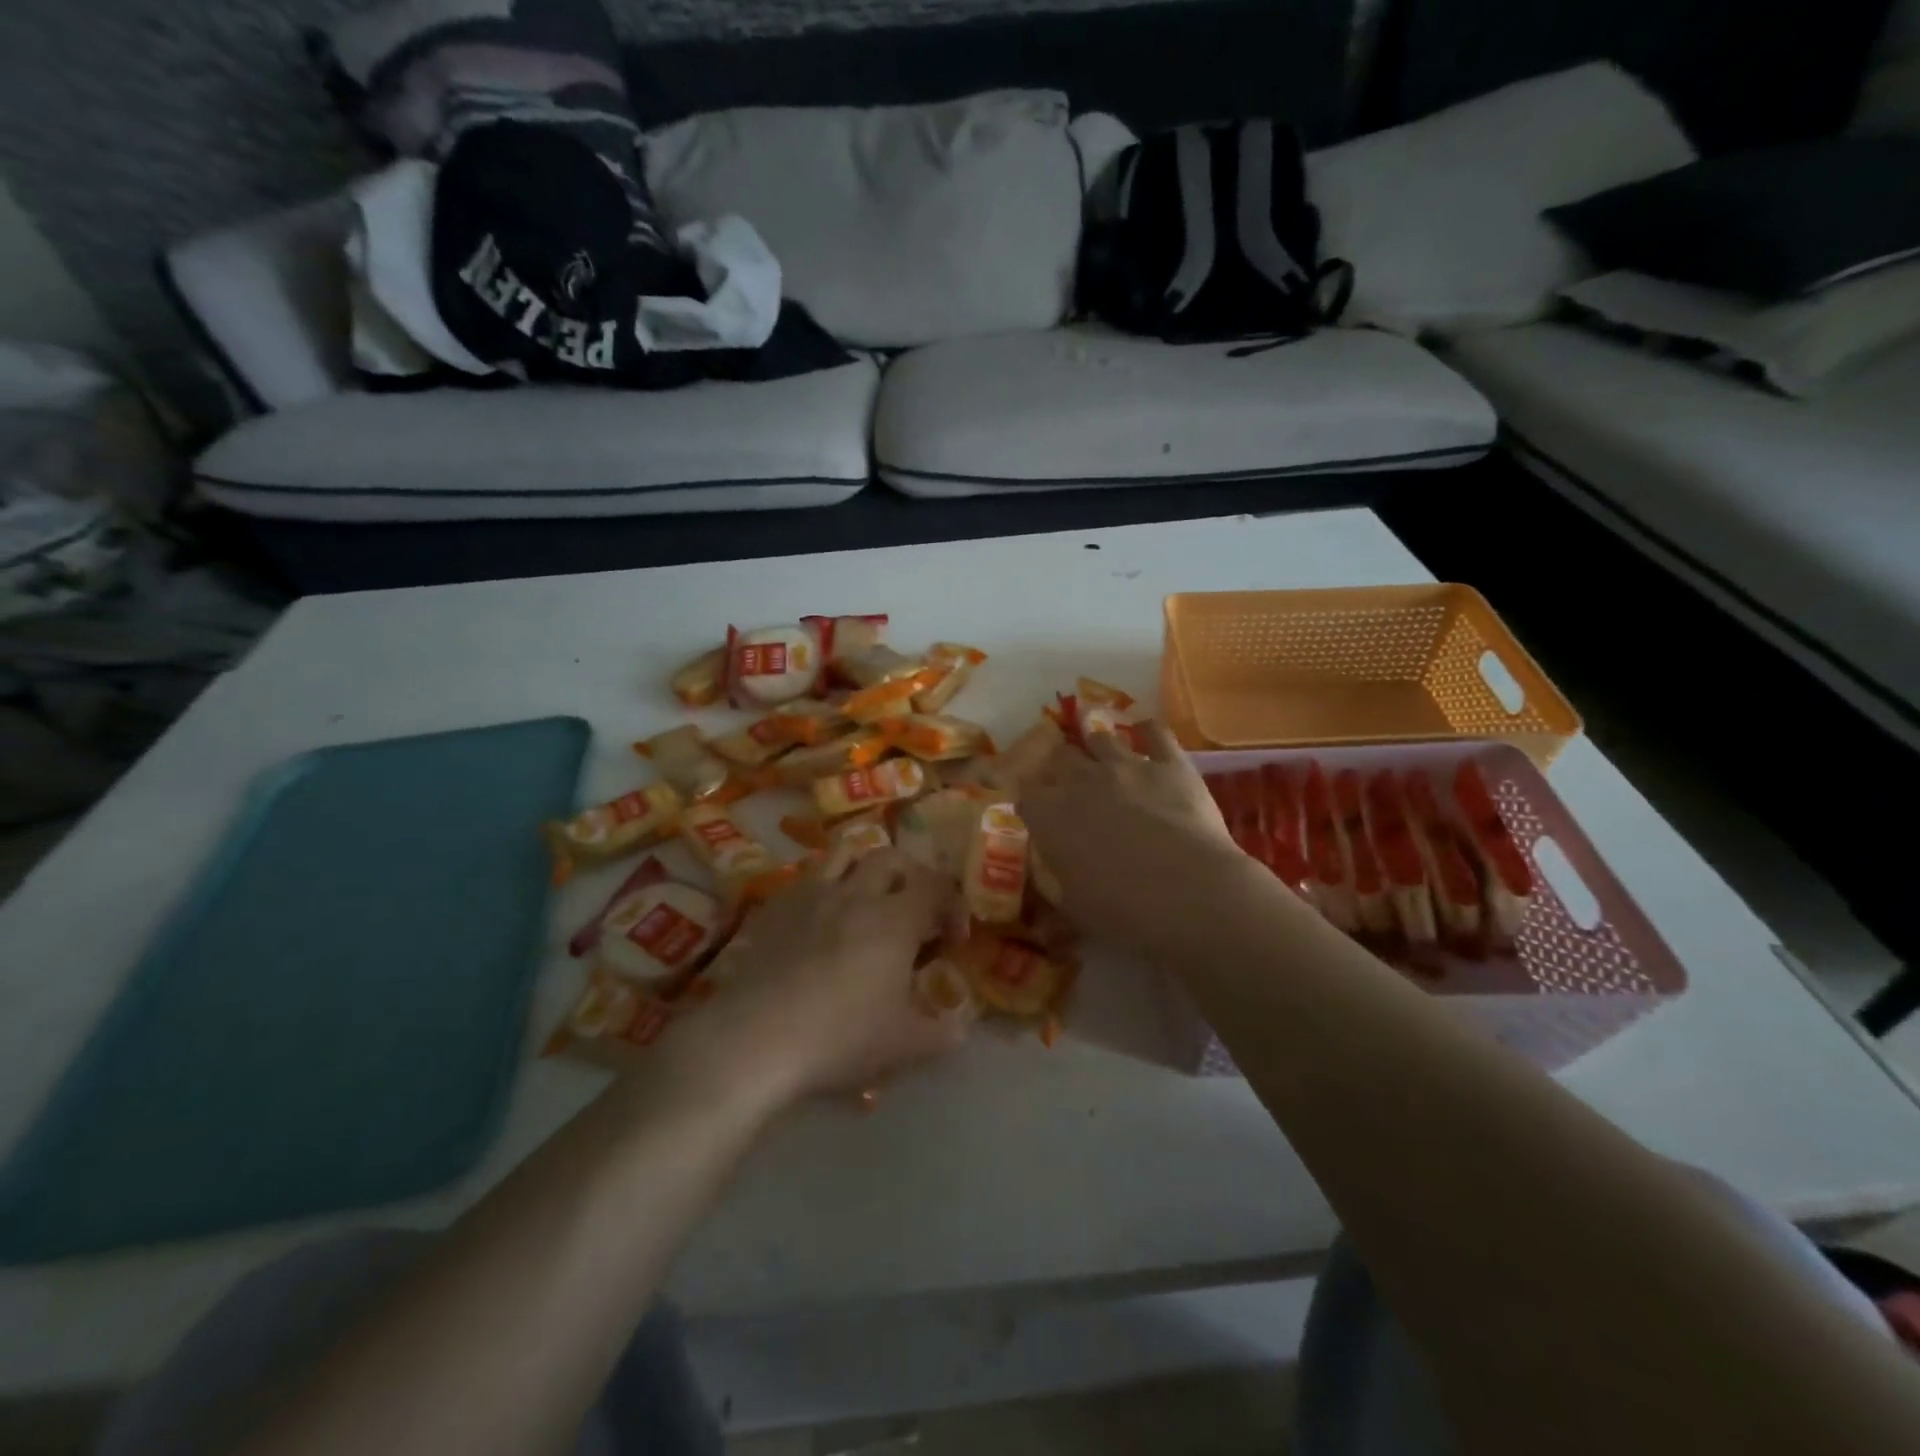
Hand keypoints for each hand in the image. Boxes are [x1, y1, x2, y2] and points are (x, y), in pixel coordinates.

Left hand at [691, 849, 966, 1105]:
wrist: (755, 1039)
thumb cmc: (840, 1037)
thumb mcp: (905, 1046)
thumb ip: (943, 1033)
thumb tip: (961, 1025)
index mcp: (895, 919)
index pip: (936, 886)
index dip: (951, 905)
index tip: (952, 939)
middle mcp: (855, 894)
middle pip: (892, 858)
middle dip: (913, 877)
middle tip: (915, 911)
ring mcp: (811, 896)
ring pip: (845, 855)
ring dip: (865, 869)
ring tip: (868, 901)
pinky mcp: (775, 908)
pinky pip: (807, 880)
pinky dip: (826, 889)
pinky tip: (822, 923)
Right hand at [1018, 723, 1252, 963]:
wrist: (1190, 894)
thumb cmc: (1123, 910)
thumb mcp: (1074, 907)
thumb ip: (1056, 883)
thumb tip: (1049, 876)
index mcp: (1051, 816)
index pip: (1026, 795)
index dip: (1031, 801)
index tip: (1036, 811)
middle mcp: (1082, 781)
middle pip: (1060, 758)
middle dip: (1060, 767)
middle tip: (1067, 780)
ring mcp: (1127, 766)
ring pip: (1101, 738)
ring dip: (1096, 745)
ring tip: (1100, 751)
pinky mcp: (1171, 764)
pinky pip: (1155, 733)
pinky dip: (1147, 730)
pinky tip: (1144, 731)